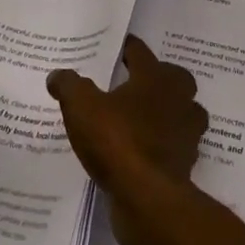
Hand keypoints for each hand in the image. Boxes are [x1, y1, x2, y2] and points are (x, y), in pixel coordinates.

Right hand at [48, 36, 207, 244]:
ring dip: (168, 111)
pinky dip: (164, 143)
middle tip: (135, 83)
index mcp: (155, 78)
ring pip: (182, 111)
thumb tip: (57, 75)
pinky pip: (176, 143)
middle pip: (174, 78)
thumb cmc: (116, 140)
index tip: (118, 47)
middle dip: (158, 77)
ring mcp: (187, 131)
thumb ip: (69, 86)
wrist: (148, 197)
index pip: (141, 52)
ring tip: (143, 117)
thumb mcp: (81, 107)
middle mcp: (178, 98)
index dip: (128, 48)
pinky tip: (145, 150)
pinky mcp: (186, 162)